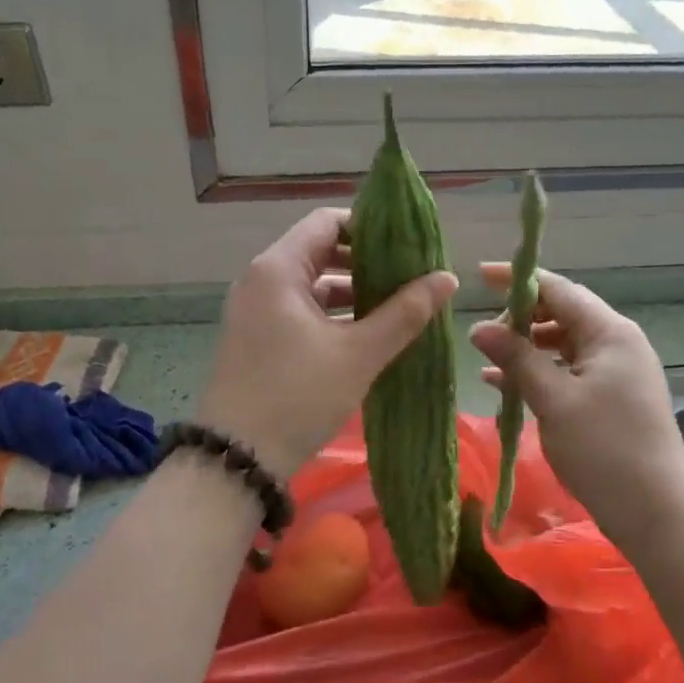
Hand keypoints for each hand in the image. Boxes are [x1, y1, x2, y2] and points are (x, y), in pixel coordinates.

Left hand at [196, 208, 458, 478]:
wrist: (236, 460)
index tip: (408, 244)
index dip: (370, 227)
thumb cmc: (297, 396)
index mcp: (278, 269)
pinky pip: (301, 310)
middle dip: (367, 262)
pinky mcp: (257, 338)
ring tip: (399, 305)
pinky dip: (333, 314)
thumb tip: (448, 278)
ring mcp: (256, 310)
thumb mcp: (358, 354)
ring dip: (352, 291)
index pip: (328, 221)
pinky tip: (367, 332)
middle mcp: (261, 280)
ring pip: (312, 284)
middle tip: (411, 275)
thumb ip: (405, 313)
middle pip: (320, 251)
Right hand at [469, 266, 683, 548]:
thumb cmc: (605, 448)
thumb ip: (516, 358)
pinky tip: (505, 386)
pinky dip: (539, 373)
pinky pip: (568, 370)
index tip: (480, 276)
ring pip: (562, 344)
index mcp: (609, 332)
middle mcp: (616, 343)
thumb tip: (478, 327)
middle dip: (520, 319)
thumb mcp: (554, 400)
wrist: (656, 512)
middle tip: (482, 334)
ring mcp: (616, 371)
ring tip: (488, 360)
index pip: (558, 289)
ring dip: (526, 349)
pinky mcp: (611, 397)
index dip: (518, 279)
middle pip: (561, 314)